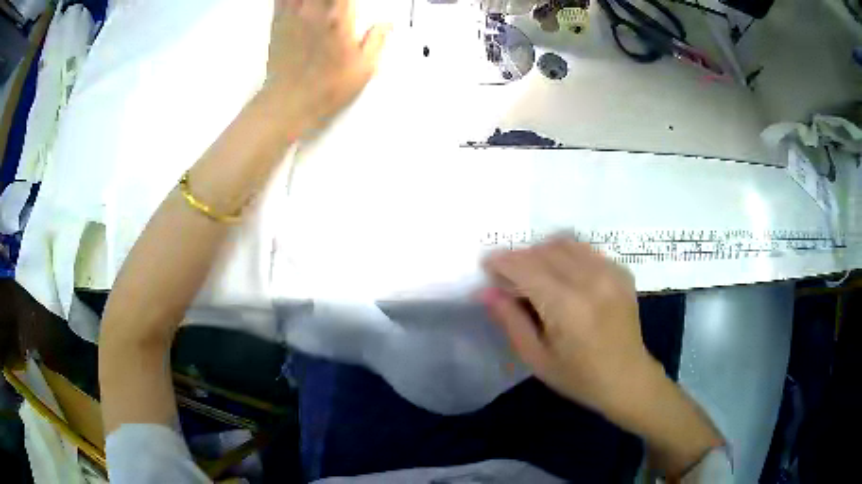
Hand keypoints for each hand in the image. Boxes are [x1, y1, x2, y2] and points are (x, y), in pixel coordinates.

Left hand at [264, 0, 389, 136]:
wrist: (289, 103)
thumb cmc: (326, 88)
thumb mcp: (363, 68)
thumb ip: (376, 40)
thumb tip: (385, 25)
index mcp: (338, 17)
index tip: (352, 5)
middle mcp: (313, 10)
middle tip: (339, 6)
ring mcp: (292, 15)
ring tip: (322, 5)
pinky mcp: (277, 22)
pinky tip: (300, 4)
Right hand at [482, 236, 662, 416]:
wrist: (627, 378)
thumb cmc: (578, 377)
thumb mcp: (536, 358)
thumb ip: (510, 321)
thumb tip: (486, 291)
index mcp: (566, 306)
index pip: (526, 268)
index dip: (502, 262)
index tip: (487, 265)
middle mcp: (590, 280)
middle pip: (544, 251)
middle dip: (520, 256)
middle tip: (508, 274)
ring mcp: (610, 272)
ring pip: (565, 243)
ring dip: (542, 251)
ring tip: (534, 272)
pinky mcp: (621, 272)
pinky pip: (586, 249)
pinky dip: (566, 254)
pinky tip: (563, 274)